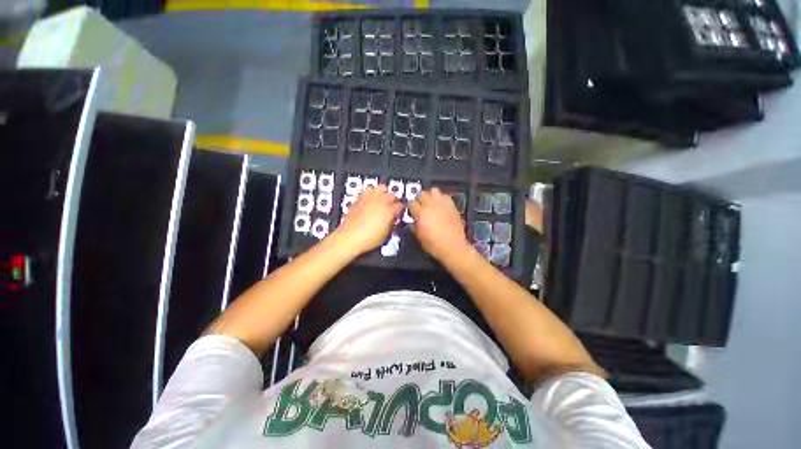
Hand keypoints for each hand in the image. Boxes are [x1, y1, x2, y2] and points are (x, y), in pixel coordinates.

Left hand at [334, 185, 402, 254]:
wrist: (349, 237)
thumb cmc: (368, 239)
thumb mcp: (386, 235)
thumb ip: (392, 224)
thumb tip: (393, 220)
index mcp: (389, 210)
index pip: (400, 206)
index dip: (401, 210)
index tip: (400, 213)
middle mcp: (380, 201)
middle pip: (392, 195)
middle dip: (395, 200)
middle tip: (393, 206)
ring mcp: (369, 198)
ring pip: (381, 188)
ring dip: (384, 193)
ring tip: (383, 199)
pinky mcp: (359, 198)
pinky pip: (368, 190)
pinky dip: (372, 193)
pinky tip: (371, 199)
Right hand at [408, 187, 471, 263]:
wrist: (453, 247)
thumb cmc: (434, 244)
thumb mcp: (419, 237)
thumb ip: (414, 226)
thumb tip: (413, 222)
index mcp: (421, 213)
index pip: (411, 202)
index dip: (410, 206)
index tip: (411, 210)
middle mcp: (431, 205)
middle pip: (422, 193)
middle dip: (419, 198)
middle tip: (420, 206)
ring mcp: (442, 204)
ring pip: (434, 191)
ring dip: (431, 195)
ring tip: (431, 203)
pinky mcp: (452, 205)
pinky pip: (445, 196)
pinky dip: (441, 199)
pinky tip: (441, 206)